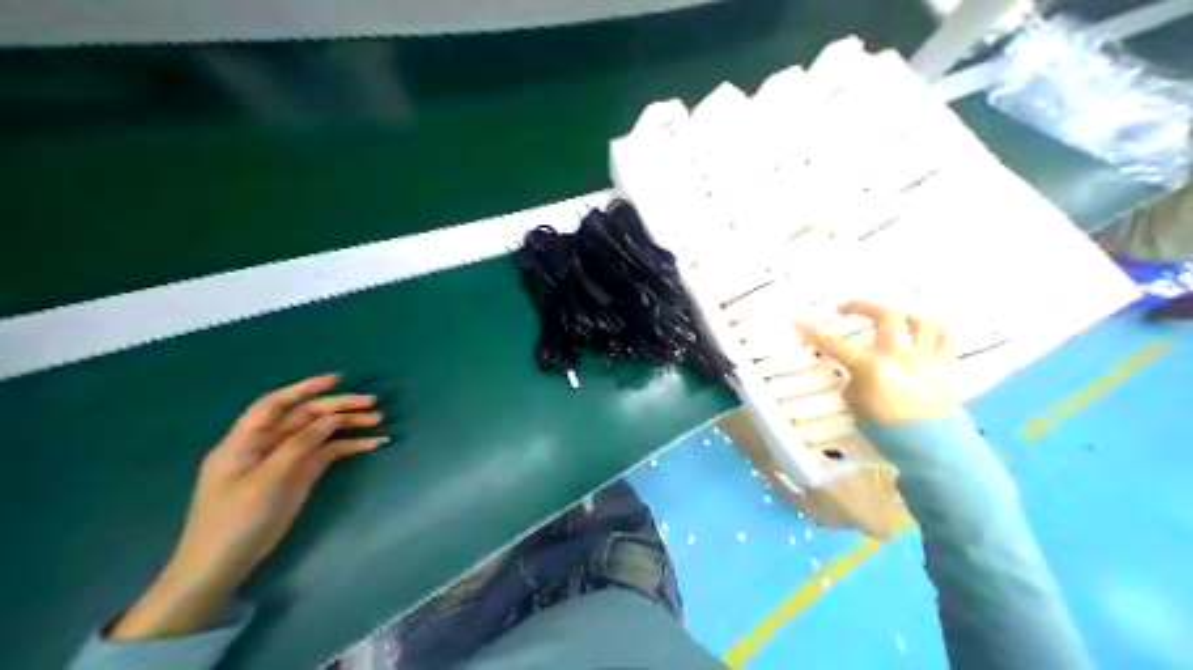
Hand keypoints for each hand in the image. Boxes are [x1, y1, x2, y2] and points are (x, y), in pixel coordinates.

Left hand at [112, 374, 387, 641]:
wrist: (221, 566)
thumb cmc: (234, 520)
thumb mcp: (265, 481)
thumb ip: (298, 446)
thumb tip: (331, 418)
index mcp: (245, 441)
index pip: (275, 404)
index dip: (304, 388)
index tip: (337, 379)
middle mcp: (267, 445)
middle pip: (304, 417)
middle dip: (338, 406)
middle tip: (371, 403)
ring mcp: (285, 461)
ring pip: (320, 433)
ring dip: (348, 425)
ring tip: (378, 420)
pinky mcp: (299, 476)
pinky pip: (327, 454)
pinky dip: (348, 447)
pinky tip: (371, 444)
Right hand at [796, 304, 955, 423]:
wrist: (929, 447)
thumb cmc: (886, 429)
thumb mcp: (856, 405)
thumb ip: (854, 381)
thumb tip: (855, 372)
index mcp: (871, 368)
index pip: (836, 345)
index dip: (815, 332)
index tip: (801, 321)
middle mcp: (899, 356)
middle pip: (887, 315)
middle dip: (865, 306)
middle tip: (849, 309)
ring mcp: (926, 359)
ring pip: (923, 321)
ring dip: (906, 317)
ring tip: (894, 321)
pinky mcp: (947, 366)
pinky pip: (947, 339)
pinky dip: (935, 332)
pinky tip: (924, 335)